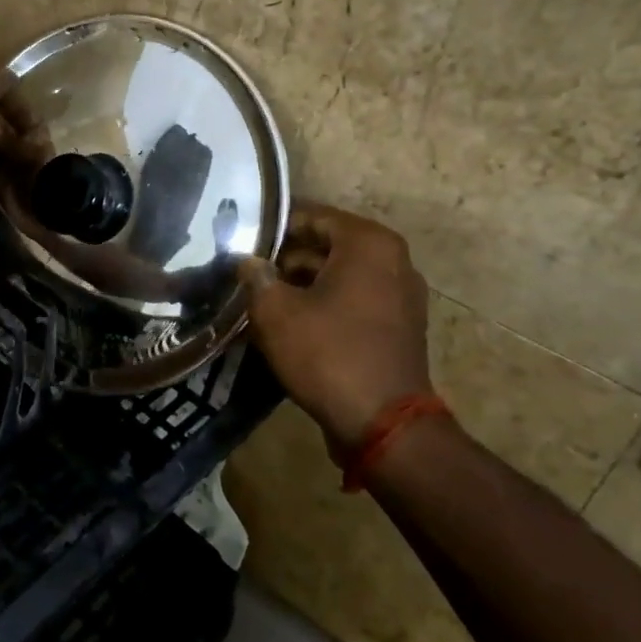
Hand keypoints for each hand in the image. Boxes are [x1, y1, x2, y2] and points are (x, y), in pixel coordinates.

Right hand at [240, 202, 434, 450]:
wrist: (383, 425)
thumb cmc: (328, 354)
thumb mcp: (276, 311)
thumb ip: (257, 277)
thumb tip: (248, 262)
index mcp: (368, 243)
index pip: (311, 216)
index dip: (272, 226)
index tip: (240, 238)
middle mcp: (393, 260)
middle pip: (326, 245)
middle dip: (285, 258)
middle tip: (244, 270)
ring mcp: (400, 295)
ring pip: (338, 275)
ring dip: (301, 284)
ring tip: (259, 296)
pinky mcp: (397, 327)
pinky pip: (352, 301)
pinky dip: (323, 304)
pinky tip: (288, 321)